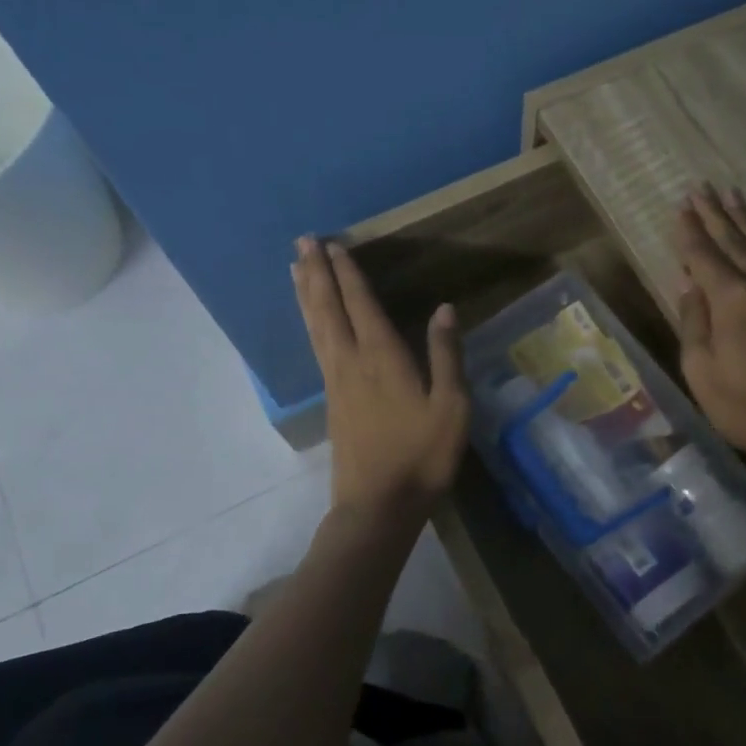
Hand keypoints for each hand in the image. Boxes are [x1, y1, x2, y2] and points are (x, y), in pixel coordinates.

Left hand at [292, 236, 468, 515]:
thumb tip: (445, 309)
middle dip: (316, 272)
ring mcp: (336, 381)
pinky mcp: (331, 400)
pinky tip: (309, 319)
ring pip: (315, 326)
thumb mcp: (451, 407)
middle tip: (302, 240)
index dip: (348, 273)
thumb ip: (446, 355)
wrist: (378, 505)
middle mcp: (351, 361)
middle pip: (327, 308)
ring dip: (305, 292)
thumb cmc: (422, 456)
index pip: (361, 304)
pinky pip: (315, 346)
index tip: (334, 244)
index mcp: (382, 358)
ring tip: (293, 267)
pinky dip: (309, 322)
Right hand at [674, 186, 745, 454]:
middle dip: (714, 214)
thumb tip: (690, 286)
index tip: (680, 206)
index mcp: (731, 298)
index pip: (702, 255)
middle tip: (701, 188)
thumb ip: (694, 322)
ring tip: (732, 194)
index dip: (689, 230)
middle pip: (733, 240)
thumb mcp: (702, 371)